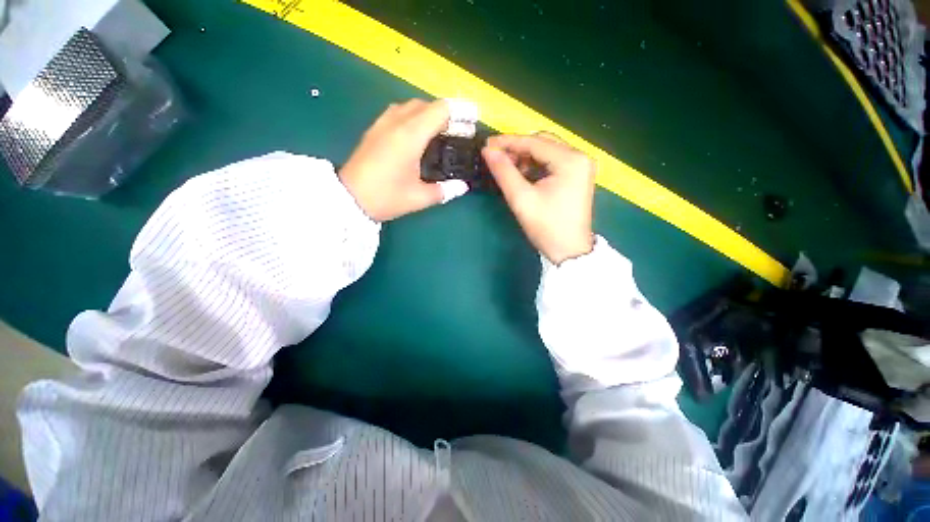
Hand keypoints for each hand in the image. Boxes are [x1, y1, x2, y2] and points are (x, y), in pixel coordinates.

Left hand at [339, 99, 465, 221]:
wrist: (349, 199)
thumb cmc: (386, 197)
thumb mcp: (419, 198)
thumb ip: (444, 190)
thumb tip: (463, 186)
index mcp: (410, 136)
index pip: (439, 110)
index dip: (459, 110)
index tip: (473, 117)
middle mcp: (396, 123)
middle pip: (426, 105)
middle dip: (447, 113)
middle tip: (461, 129)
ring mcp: (382, 124)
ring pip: (411, 106)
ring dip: (429, 113)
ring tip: (442, 130)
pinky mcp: (374, 130)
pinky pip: (398, 112)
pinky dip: (414, 116)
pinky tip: (418, 133)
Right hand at [482, 133, 595, 263]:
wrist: (569, 251)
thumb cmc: (546, 226)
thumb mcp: (521, 199)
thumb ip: (504, 172)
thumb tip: (488, 151)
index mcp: (570, 160)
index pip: (534, 142)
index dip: (508, 142)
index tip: (487, 145)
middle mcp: (580, 157)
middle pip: (543, 143)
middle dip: (518, 149)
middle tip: (496, 158)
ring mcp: (581, 166)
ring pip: (547, 152)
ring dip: (526, 158)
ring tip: (508, 169)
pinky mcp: (578, 176)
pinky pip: (553, 162)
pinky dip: (536, 166)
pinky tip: (523, 175)